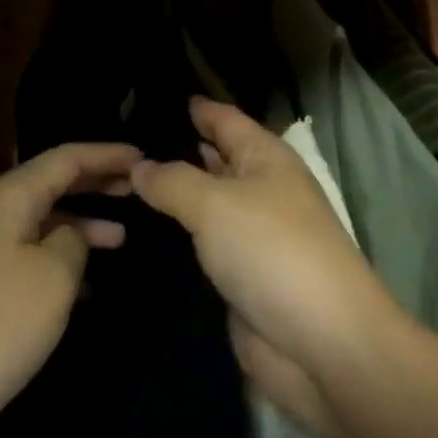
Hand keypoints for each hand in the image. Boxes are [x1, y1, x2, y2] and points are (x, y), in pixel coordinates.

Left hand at [0, 142, 138, 437]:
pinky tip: (90, 284)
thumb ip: (74, 240)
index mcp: (9, 195)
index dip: (107, 155)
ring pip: (44, 220)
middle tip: (139, 187)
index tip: (144, 156)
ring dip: (83, 225)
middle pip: (53, 183)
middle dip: (96, 183)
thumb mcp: (55, 273)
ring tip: (123, 238)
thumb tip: (70, 236)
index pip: (66, 158)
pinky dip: (62, 257)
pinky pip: (32, 251)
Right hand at [131, 99, 396, 406]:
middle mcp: (260, 188)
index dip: (193, 106)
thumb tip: (139, 165)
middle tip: (120, 140)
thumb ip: (172, 180)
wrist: (320, 343)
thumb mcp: (215, 203)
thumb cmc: (271, 250)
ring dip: (171, 194)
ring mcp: (251, 234)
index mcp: (266, 157)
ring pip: (204, 203)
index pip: (223, 118)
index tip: (149, 94)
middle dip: (175, 148)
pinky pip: (202, 243)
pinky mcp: (241, 275)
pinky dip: (176, 235)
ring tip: (117, 179)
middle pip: (214, 158)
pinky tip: (139, 229)